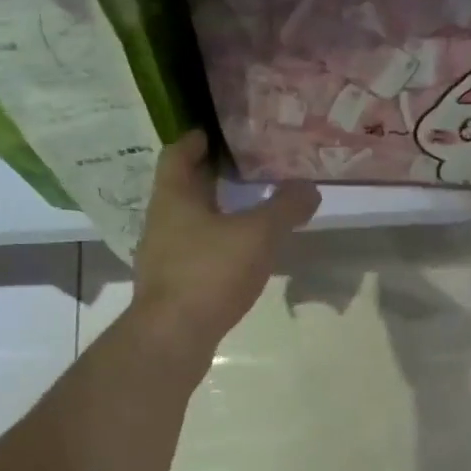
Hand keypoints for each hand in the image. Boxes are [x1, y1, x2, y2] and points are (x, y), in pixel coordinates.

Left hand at [130, 130, 320, 354]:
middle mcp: (161, 221)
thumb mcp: (258, 235)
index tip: (214, 134)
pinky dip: (212, 249)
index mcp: (174, 196)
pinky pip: (192, 256)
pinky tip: (235, 260)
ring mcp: (161, 257)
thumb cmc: (209, 273)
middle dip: (209, 179)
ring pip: (187, 225)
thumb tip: (309, 188)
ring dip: (212, 216)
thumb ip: (284, 209)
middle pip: (183, 189)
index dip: (195, 140)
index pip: (178, 154)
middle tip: (241, 173)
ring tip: (244, 216)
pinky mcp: (170, 288)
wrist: (174, 336)